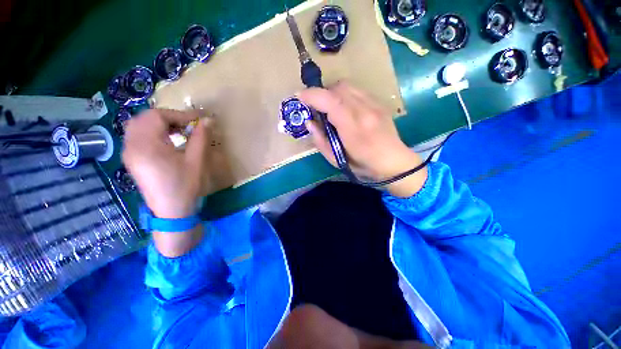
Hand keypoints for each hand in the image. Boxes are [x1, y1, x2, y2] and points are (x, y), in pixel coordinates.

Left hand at [122, 109, 212, 218]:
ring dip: (159, 123)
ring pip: (138, 125)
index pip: (157, 116)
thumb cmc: (185, 186)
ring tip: (178, 131)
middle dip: (168, 117)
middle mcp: (132, 146)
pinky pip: (137, 136)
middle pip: (144, 118)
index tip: (198, 118)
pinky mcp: (131, 159)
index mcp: (147, 146)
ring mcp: (128, 153)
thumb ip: (200, 138)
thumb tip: (208, 120)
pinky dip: (152, 131)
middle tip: (187, 124)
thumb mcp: (196, 161)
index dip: (179, 114)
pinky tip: (167, 140)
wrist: (171, 211)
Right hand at [298, 82, 426, 196]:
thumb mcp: (336, 160)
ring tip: (329, 108)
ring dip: (333, 93)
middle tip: (316, 107)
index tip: (300, 97)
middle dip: (322, 93)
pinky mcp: (379, 103)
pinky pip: (357, 90)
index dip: (312, 95)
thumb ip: (320, 140)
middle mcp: (365, 111)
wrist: (394, 162)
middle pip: (339, 88)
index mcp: (353, 128)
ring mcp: (375, 104)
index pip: (331, 101)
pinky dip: (344, 95)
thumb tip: (310, 122)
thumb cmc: (363, 165)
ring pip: (348, 86)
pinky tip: (344, 108)